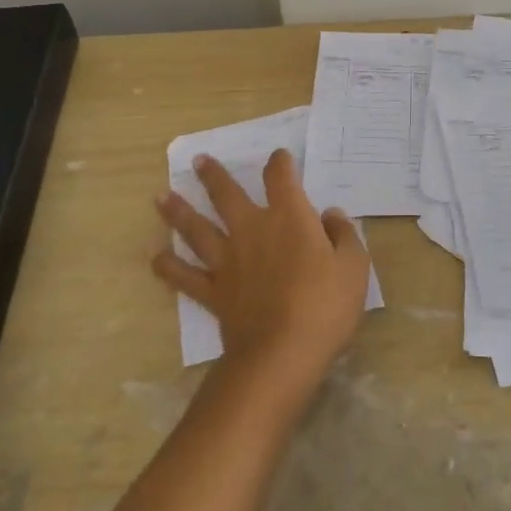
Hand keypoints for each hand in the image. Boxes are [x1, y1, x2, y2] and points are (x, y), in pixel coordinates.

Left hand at [153, 149, 370, 394]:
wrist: (282, 353)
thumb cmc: (325, 305)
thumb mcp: (354, 265)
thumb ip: (344, 235)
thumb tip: (331, 215)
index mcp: (289, 218)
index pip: (281, 178)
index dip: (280, 163)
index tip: (278, 157)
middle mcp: (252, 230)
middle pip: (227, 195)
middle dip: (213, 176)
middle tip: (198, 160)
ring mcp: (228, 261)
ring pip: (197, 229)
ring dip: (178, 212)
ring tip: (161, 197)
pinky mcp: (213, 292)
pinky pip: (184, 276)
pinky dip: (168, 266)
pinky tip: (156, 258)